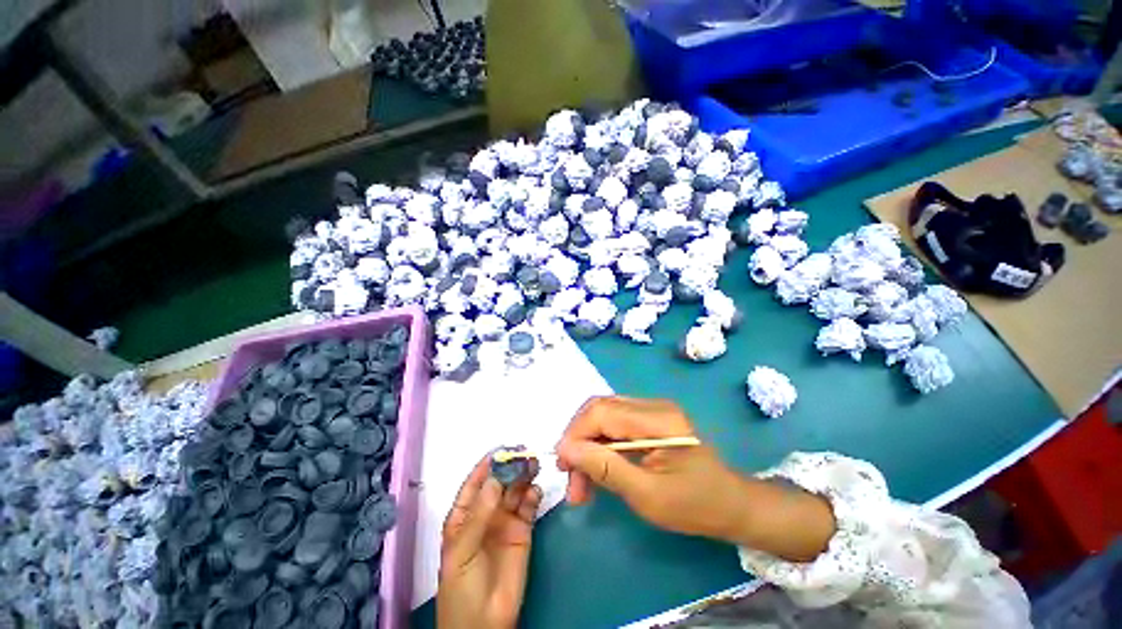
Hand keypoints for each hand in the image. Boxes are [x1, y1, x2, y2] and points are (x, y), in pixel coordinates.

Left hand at [438, 453, 543, 628]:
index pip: (475, 483)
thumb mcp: (461, 552)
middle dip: (510, 467)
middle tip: (524, 454)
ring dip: (524, 477)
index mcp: (464, 515)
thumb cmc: (462, 587)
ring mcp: (505, 521)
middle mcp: (485, 512)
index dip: (486, 466)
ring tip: (533, 465)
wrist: (484, 624)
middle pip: (499, 483)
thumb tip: (495, 480)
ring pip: (515, 491)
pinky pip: (529, 507)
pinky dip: (533, 496)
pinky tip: (536, 491)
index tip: (500, 450)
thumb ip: (478, 516)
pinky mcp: (523, 531)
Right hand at [555, 396, 834, 561]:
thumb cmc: (695, 505)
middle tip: (570, 477)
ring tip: (580, 484)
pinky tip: (597, 470)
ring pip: (604, 417)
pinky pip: (615, 424)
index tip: (562, 464)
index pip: (602, 411)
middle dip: (579, 440)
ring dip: (588, 445)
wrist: (732, 505)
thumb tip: (566, 448)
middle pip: (600, 409)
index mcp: (657, 419)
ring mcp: (652, 410)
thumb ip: (604, 468)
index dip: (576, 433)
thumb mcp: (646, 495)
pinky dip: (601, 446)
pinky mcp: (650, 419)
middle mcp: (652, 405)